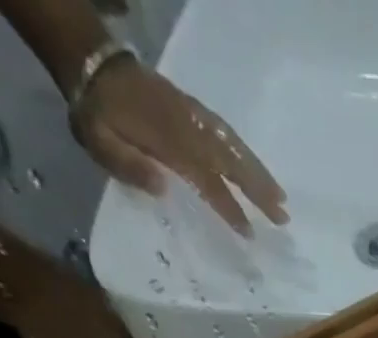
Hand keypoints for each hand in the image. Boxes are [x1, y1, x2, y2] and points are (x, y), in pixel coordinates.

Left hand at [75, 59, 287, 236]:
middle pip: (231, 163)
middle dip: (258, 191)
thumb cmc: (97, 114)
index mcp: (168, 142)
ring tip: (280, 198)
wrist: (94, 64)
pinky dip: (245, 152)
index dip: (228, 207)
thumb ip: (128, 165)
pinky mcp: (194, 110)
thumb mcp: (99, 140)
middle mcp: (189, 129)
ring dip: (259, 173)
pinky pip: (226, 133)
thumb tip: (163, 188)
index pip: (207, 181)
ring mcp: (194, 116)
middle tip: (283, 217)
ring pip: (234, 147)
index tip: (248, 232)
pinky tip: (257, 169)